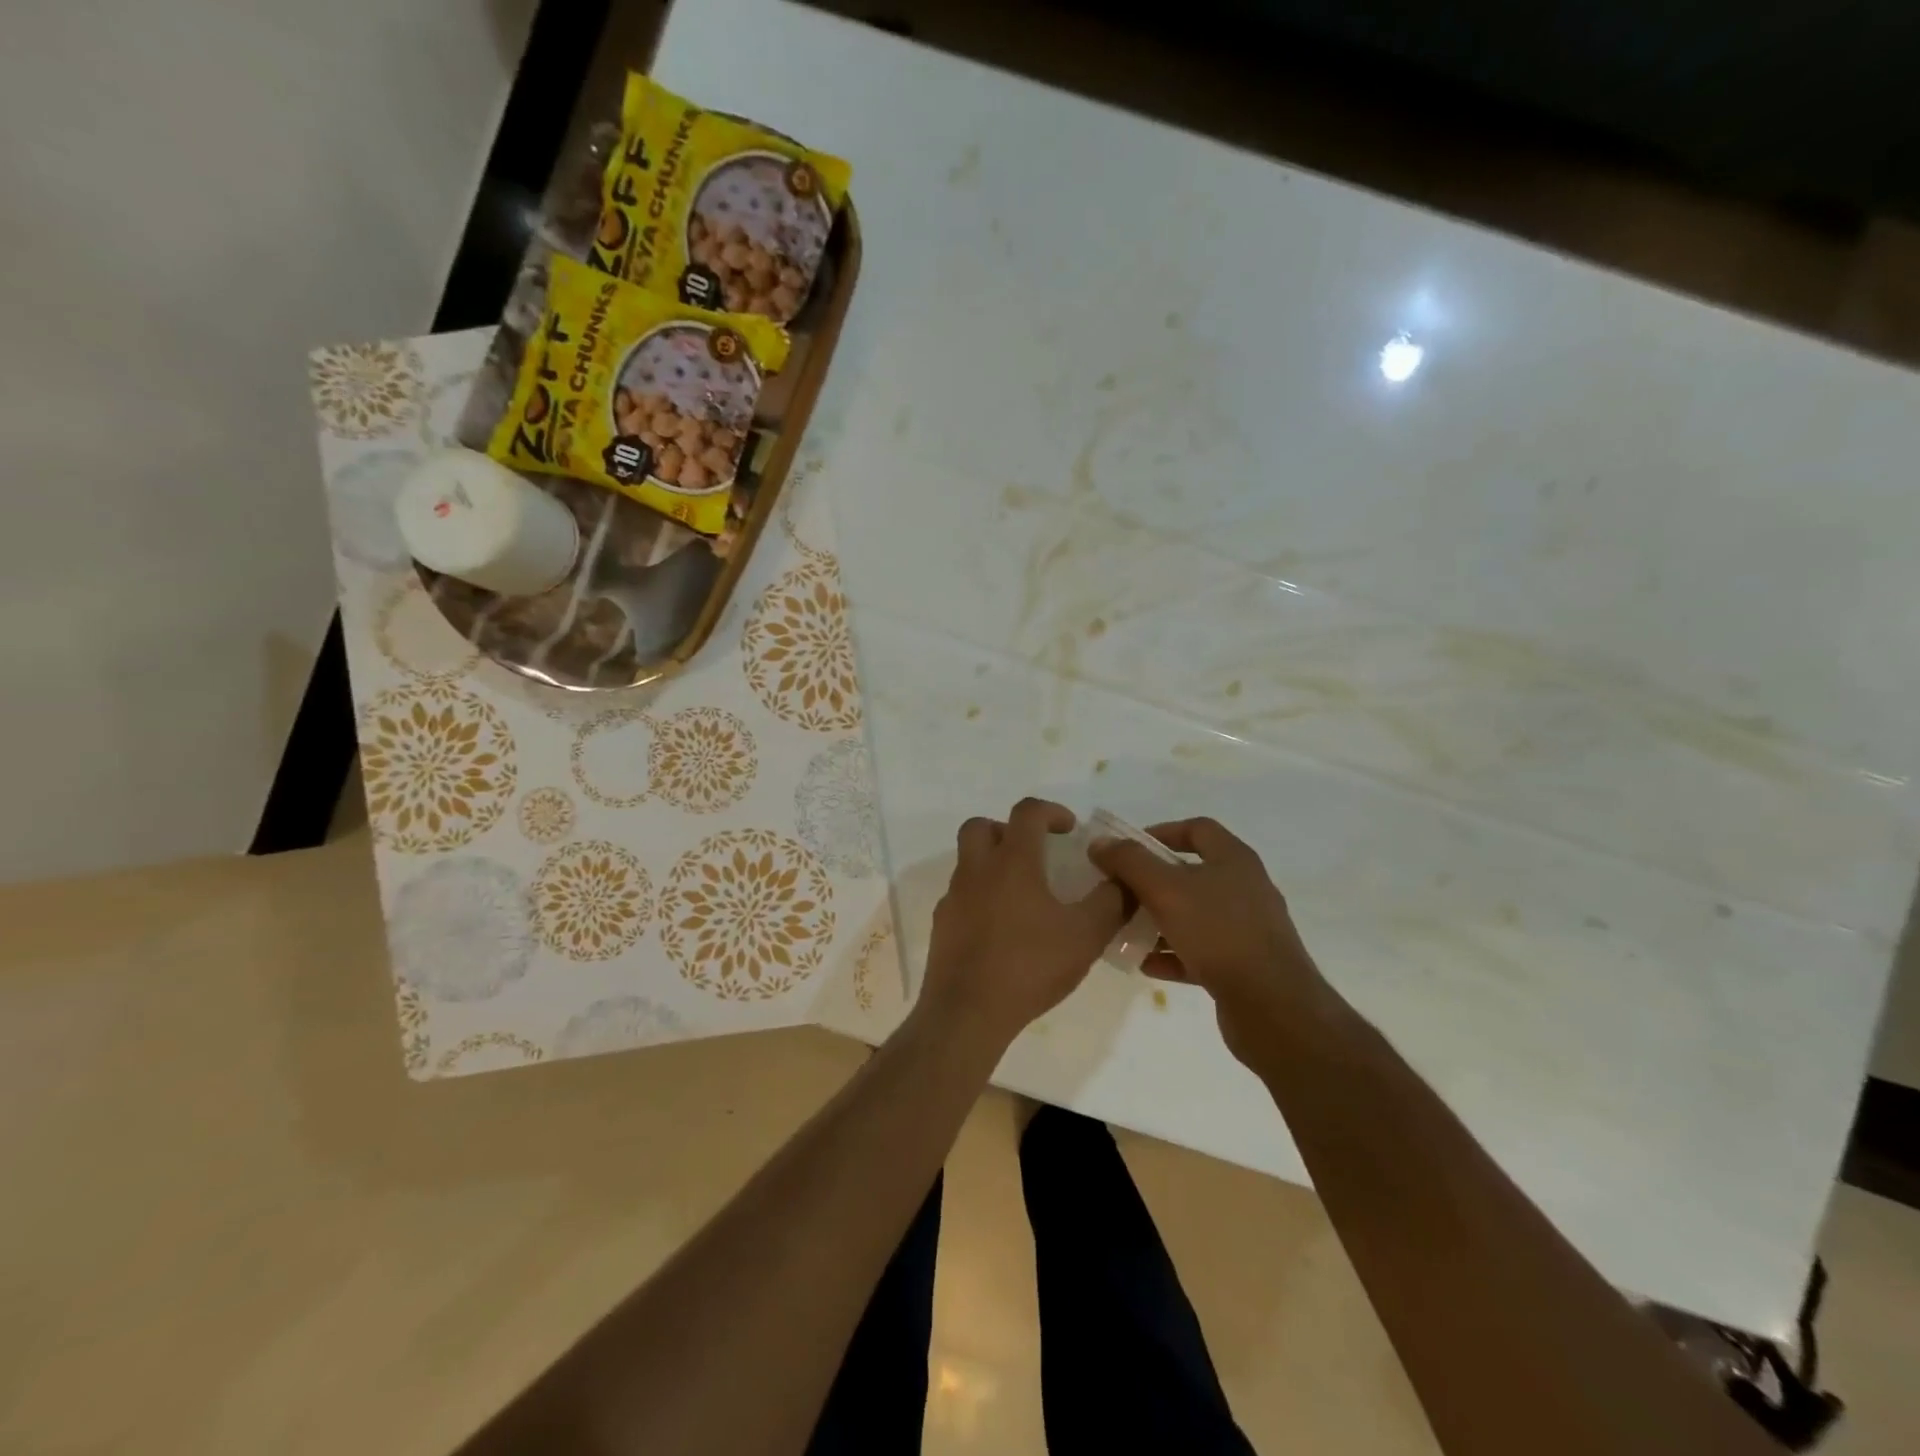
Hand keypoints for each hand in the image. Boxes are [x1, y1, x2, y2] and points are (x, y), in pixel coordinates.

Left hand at [916, 798, 1126, 1049]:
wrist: (968, 1013)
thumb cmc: (1029, 967)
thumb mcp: (1086, 936)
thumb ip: (1111, 903)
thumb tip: (1123, 881)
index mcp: (1012, 862)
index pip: (1027, 812)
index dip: (1051, 811)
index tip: (1069, 829)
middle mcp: (977, 870)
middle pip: (981, 827)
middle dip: (1008, 830)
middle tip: (1034, 853)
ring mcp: (954, 897)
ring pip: (968, 861)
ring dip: (993, 864)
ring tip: (1024, 895)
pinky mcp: (942, 925)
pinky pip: (962, 895)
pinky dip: (981, 897)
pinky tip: (1002, 928)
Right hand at [1089, 817, 1327, 1062]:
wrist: (1273, 1008)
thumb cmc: (1219, 934)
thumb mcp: (1165, 890)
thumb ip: (1130, 862)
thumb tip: (1101, 842)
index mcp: (1234, 860)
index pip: (1196, 829)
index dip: (1160, 832)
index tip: (1126, 849)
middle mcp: (1245, 889)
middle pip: (1192, 874)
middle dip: (1152, 881)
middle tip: (1119, 891)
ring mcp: (1247, 929)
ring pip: (1194, 915)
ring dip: (1159, 920)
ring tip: (1126, 929)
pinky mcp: (1244, 965)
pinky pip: (1200, 951)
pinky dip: (1173, 954)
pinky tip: (1146, 964)